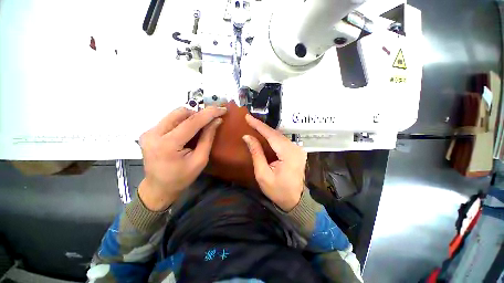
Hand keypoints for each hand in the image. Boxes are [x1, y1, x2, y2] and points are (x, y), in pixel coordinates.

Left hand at [138, 106, 226, 210]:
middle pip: (180, 113)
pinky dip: (183, 121)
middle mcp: (153, 134)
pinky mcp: (148, 132)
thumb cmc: (182, 177)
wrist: (159, 187)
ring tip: (201, 126)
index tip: (222, 109)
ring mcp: (148, 132)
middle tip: (211, 121)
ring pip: (175, 114)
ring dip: (191, 117)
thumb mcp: (200, 160)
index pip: (191, 122)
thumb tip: (217, 120)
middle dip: (199, 114)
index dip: (209, 113)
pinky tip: (189, 130)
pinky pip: (170, 120)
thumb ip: (208, 138)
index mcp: (167, 145)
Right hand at [242, 114, 306, 210]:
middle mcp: (295, 148)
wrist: (296, 200)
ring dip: (266, 131)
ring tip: (254, 125)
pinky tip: (264, 134)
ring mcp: (297, 149)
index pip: (271, 135)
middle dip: (261, 126)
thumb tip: (247, 137)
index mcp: (288, 154)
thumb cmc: (278, 191)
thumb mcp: (263, 174)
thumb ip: (256, 153)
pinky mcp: (296, 151)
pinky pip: (282, 140)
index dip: (258, 125)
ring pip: (279, 136)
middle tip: (249, 120)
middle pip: (276, 133)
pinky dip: (272, 137)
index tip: (248, 117)